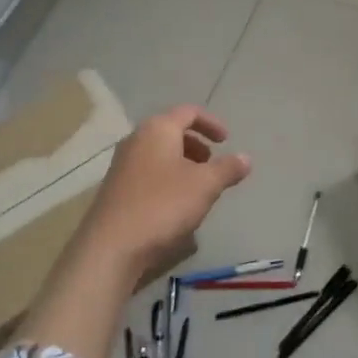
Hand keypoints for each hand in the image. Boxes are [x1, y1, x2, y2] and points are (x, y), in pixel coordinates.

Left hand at [69, 104, 251, 284]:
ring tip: (198, 187)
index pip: (189, 112)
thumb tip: (246, 158)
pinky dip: (167, 177)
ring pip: (159, 153)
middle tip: (212, 165)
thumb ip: (227, 169)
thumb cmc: (163, 205)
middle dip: (196, 145)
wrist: (112, 245)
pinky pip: (148, 171)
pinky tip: (175, 204)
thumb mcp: (205, 186)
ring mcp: (122, 164)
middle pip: (171, 131)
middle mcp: (136, 139)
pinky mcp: (116, 187)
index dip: (211, 123)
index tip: (227, 140)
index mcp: (158, 129)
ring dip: (182, 163)